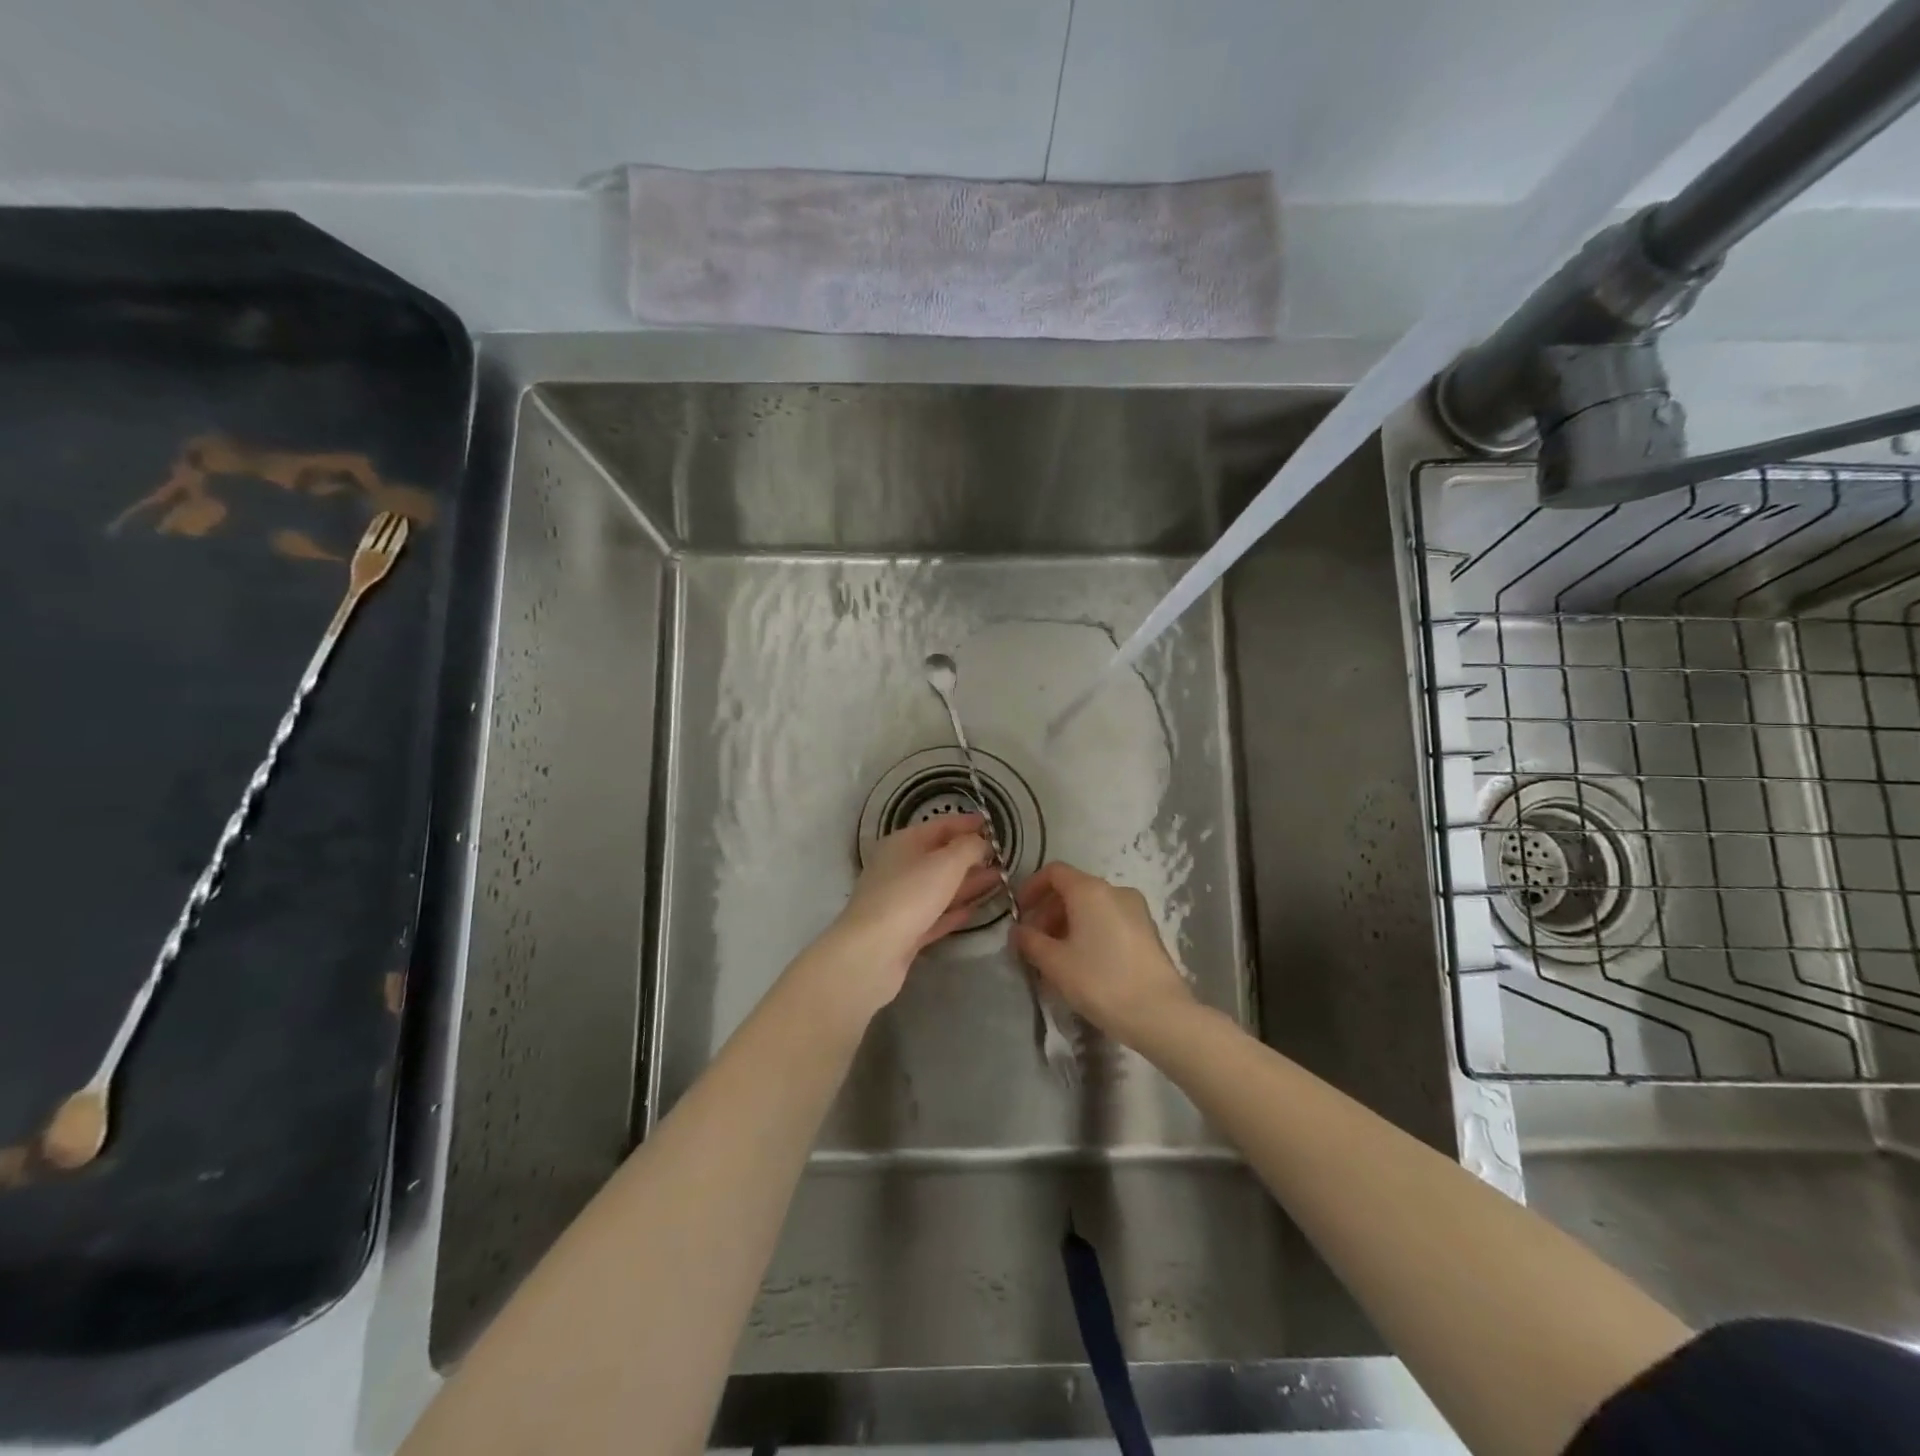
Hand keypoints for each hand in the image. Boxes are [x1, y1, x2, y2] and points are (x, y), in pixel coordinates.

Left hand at [804, 814, 997, 1020]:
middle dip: (970, 856)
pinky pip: (936, 915)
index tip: (992, 824)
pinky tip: (976, 910)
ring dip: (968, 883)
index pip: (940, 826)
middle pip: (940, 857)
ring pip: (940, 887)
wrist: (871, 953)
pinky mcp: (905, 932)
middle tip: (1002, 857)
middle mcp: (899, 868)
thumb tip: (981, 842)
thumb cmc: (909, 896)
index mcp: (903, 843)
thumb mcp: (946, 863)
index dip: (966, 823)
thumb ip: (969, 848)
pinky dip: (955, 911)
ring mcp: (901, 902)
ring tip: (1000, 880)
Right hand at [1012, 863, 1194, 1043]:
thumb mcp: (1055, 962)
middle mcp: (1115, 891)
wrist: (1159, 1014)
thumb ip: (1030, 941)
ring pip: (1092, 907)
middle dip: (1048, 911)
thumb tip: (1017, 931)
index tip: (1018, 913)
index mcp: (1090, 890)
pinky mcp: (1148, 931)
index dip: (1031, 888)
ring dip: (1068, 924)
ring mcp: (1136, 910)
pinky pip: (1109, 920)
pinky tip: (1082, 963)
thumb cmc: (1100, 980)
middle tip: (1034, 942)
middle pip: (1073, 889)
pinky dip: (1090, 931)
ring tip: (1056, 957)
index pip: (1054, 872)